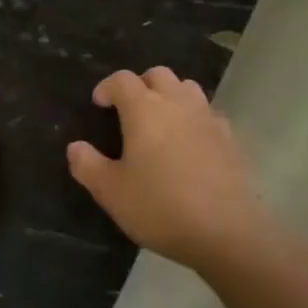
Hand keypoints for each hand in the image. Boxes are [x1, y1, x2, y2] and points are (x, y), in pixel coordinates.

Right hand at [67, 67, 272, 271]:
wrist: (226, 231)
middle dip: (140, 85)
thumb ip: (88, 165)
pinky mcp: (231, 139)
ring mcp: (209, 119)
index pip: (122, 80)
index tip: (99, 104)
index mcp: (145, 110)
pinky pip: (208, 114)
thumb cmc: (160, 207)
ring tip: (160, 123)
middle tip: (128, 110)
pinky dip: (193, 119)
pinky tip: (189, 145)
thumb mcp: (111, 192)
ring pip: (188, 89)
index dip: (107, 87)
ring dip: (170, 96)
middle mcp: (178, 104)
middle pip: (159, 75)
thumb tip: (76, 147)